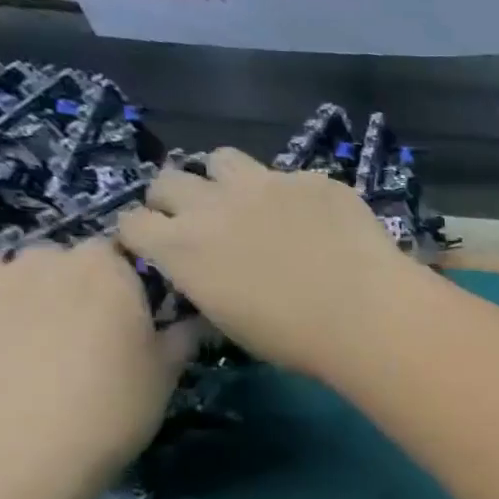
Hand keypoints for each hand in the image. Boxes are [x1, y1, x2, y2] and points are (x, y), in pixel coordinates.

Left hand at [0, 239, 195, 483]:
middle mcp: (32, 266)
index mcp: (100, 270)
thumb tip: (194, 321)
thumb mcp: (167, 374)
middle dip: (68, 286)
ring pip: (0, 283)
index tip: (135, 312)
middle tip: (87, 332)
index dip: (125, 279)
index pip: (115, 251)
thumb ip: (181, 337)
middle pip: (53, 261)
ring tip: (34, 349)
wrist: (8, 460)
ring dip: (19, 303)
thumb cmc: (111, 407)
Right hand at [116, 147, 411, 380]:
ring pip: (223, 159)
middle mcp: (212, 204)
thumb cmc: (298, 338)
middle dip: (178, 199)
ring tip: (254, 203)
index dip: (147, 235)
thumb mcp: (232, 323)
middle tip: (208, 222)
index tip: (165, 247)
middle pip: (168, 181)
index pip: (131, 223)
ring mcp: (266, 184)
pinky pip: (292, 176)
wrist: (367, 313)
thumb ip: (206, 283)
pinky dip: (295, 195)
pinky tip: (322, 219)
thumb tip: (208, 272)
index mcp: (180, 247)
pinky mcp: (314, 180)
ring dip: (228, 179)